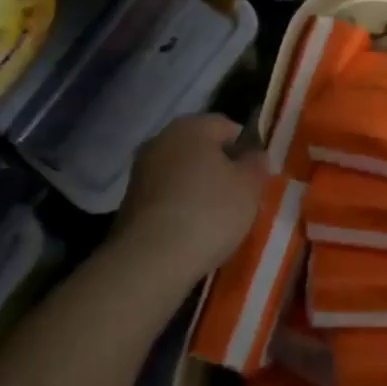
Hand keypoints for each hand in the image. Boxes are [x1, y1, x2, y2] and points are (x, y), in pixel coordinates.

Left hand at [115, 114, 267, 283]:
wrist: (151, 259)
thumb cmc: (209, 212)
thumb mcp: (249, 186)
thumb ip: (256, 163)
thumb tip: (254, 153)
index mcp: (192, 126)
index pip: (228, 127)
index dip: (247, 150)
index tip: (257, 178)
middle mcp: (162, 139)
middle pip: (202, 149)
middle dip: (221, 169)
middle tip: (240, 199)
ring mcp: (142, 170)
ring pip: (183, 173)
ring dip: (199, 189)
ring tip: (217, 220)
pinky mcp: (130, 201)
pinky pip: (166, 196)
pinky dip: (180, 207)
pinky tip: (192, 231)